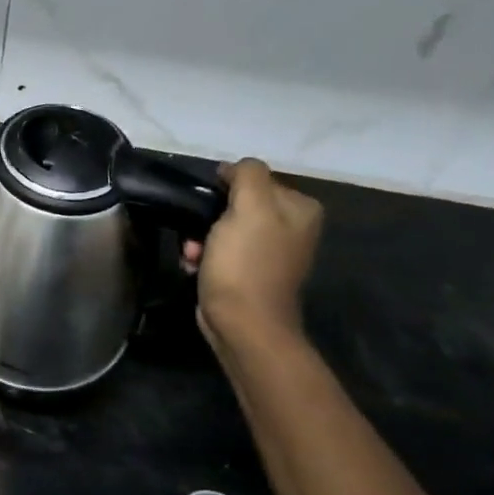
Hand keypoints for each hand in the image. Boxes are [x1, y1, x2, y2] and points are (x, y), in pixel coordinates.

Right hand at [181, 159, 323, 353]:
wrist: (243, 325)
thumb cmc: (246, 263)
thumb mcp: (250, 207)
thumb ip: (247, 174)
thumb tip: (233, 169)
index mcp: (300, 209)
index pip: (254, 178)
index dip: (226, 187)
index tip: (209, 205)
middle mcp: (291, 228)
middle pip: (237, 203)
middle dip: (209, 216)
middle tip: (197, 233)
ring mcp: (270, 252)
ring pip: (223, 227)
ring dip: (200, 238)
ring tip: (192, 253)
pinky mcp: (249, 272)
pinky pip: (220, 251)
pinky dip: (203, 256)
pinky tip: (194, 265)